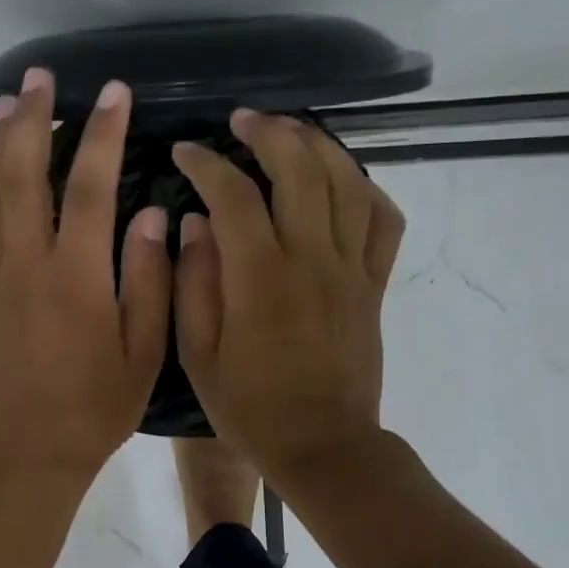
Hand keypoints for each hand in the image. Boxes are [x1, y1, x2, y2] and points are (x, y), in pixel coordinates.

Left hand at [0, 68, 171, 476]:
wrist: (30, 449)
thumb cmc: (96, 403)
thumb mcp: (144, 350)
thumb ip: (148, 278)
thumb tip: (150, 213)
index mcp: (74, 277)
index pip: (86, 186)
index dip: (100, 133)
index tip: (112, 92)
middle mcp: (24, 264)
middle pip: (18, 173)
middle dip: (31, 118)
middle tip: (40, 79)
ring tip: (7, 107)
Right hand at [170, 110, 404, 479]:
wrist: (324, 446)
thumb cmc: (250, 407)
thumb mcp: (198, 354)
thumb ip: (192, 283)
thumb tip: (193, 223)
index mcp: (260, 278)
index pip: (232, 195)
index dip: (205, 164)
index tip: (184, 153)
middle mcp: (311, 260)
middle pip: (300, 170)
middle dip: (268, 132)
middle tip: (242, 121)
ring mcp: (351, 269)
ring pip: (347, 184)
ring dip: (318, 146)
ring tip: (291, 132)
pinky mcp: (375, 285)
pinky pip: (384, 222)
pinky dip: (367, 189)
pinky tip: (343, 181)